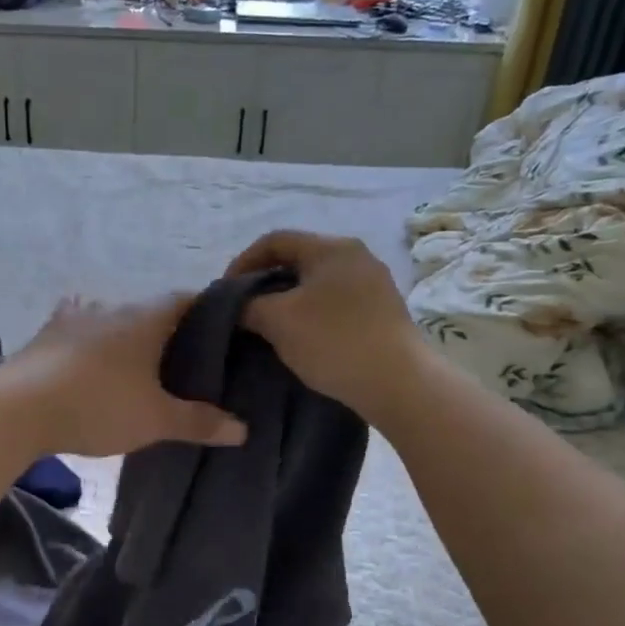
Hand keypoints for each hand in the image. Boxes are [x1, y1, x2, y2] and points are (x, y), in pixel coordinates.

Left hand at [2, 295, 247, 457]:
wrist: (18, 408)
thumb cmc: (98, 406)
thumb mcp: (155, 420)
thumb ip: (199, 422)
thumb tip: (243, 429)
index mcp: (146, 319)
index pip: (187, 299)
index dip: (208, 311)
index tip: (223, 331)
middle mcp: (112, 307)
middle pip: (149, 310)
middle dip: (166, 330)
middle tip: (182, 360)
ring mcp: (74, 317)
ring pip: (111, 317)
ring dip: (124, 333)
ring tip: (134, 362)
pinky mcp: (46, 334)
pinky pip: (76, 329)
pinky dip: (87, 339)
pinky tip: (85, 355)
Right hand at [226, 230, 426, 423]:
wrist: (399, 384)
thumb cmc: (333, 341)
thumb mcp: (278, 321)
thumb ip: (248, 305)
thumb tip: (237, 305)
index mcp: (331, 248)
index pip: (275, 240)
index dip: (243, 262)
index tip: (225, 292)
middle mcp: (356, 256)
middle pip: (297, 259)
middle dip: (265, 282)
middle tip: (244, 309)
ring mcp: (374, 283)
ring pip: (317, 283)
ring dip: (288, 300)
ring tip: (268, 326)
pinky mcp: (383, 311)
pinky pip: (336, 302)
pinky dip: (311, 313)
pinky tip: (301, 337)